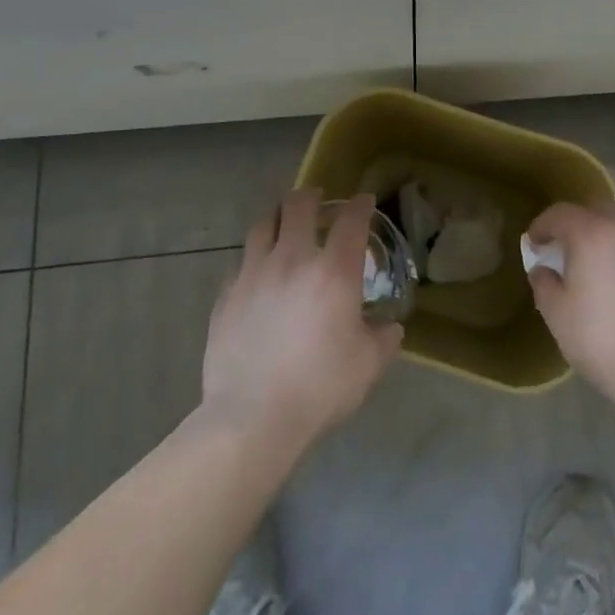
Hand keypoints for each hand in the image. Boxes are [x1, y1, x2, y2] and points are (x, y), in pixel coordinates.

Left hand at [199, 190, 403, 453]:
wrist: (252, 418)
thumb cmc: (320, 387)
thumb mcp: (368, 365)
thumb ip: (383, 339)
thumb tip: (388, 328)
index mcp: (333, 271)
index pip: (351, 220)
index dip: (361, 205)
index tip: (365, 202)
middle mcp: (293, 260)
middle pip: (299, 206)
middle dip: (312, 197)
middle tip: (318, 202)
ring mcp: (253, 275)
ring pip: (263, 226)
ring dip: (278, 219)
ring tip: (284, 226)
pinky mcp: (226, 297)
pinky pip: (241, 264)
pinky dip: (254, 260)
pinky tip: (259, 275)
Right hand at [525, 203, 614, 404]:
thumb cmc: (598, 338)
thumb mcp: (556, 313)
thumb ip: (544, 283)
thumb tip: (543, 270)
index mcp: (592, 234)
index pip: (560, 213)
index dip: (542, 225)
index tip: (533, 244)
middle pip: (594, 209)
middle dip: (575, 223)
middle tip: (562, 249)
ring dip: (602, 237)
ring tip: (592, 266)